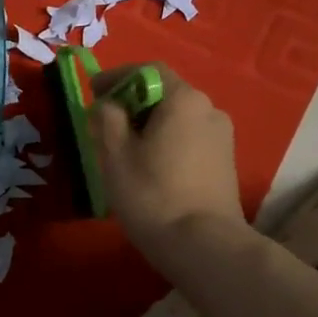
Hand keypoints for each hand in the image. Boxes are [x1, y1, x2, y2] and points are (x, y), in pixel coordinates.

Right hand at [91, 65, 256, 285]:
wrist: (203, 245)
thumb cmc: (152, 194)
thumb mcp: (115, 153)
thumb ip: (106, 118)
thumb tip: (106, 105)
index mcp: (184, 99)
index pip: (147, 71)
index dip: (116, 77)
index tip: (93, 92)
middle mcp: (209, 109)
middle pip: (164, 94)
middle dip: (132, 103)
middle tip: (104, 124)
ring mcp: (222, 137)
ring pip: (177, 118)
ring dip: (149, 125)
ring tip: (124, 149)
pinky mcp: (225, 162)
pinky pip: (188, 138)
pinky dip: (166, 142)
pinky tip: (149, 167)